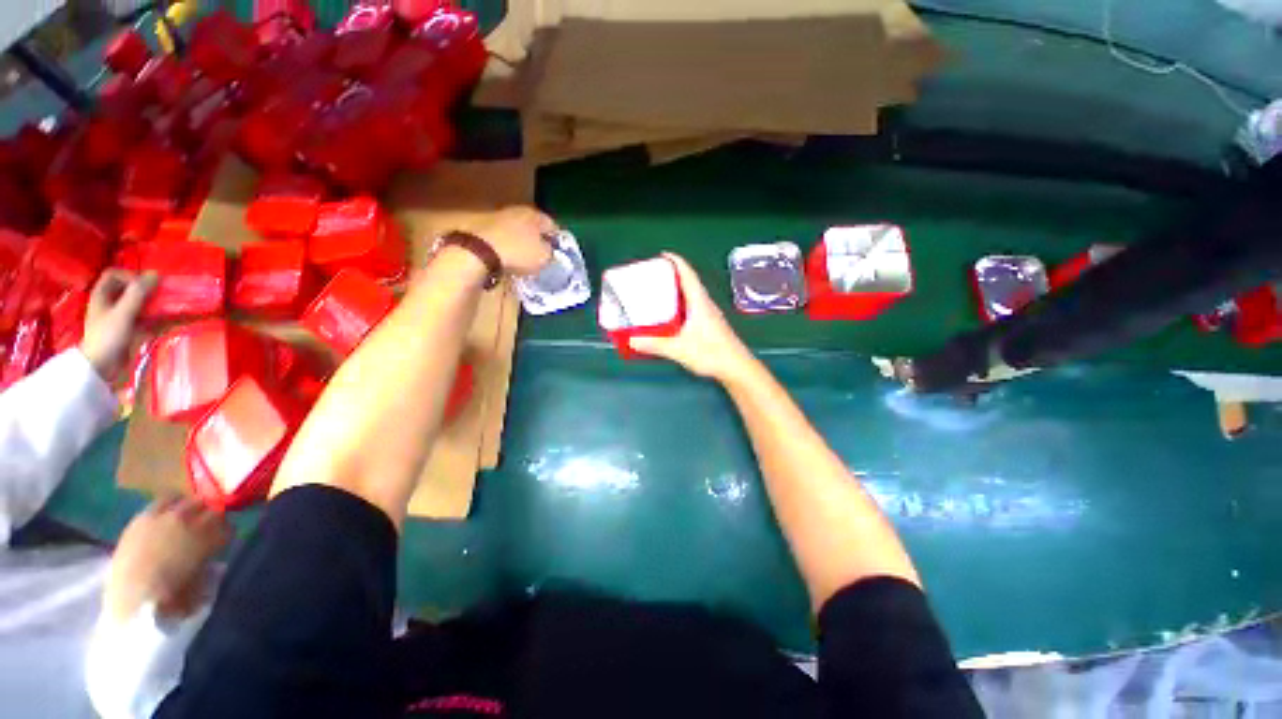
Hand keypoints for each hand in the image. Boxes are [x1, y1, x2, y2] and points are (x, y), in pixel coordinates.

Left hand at [81, 270, 156, 380]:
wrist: (102, 367)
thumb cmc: (108, 337)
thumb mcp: (123, 313)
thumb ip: (138, 293)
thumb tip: (156, 274)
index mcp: (101, 295)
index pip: (114, 274)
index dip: (129, 276)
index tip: (144, 286)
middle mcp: (109, 303)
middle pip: (127, 288)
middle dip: (145, 290)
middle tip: (161, 294)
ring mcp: (119, 317)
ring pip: (138, 303)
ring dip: (153, 303)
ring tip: (168, 306)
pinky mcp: (128, 329)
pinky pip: (144, 318)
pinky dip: (156, 317)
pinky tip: (167, 320)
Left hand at [104, 497, 230, 622]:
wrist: (133, 599)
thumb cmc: (172, 597)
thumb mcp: (201, 583)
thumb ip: (209, 561)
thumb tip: (213, 554)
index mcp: (210, 536)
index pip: (228, 525)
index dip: (225, 532)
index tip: (222, 540)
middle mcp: (191, 520)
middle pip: (208, 506)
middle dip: (208, 515)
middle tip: (205, 526)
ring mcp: (164, 517)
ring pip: (184, 499)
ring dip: (188, 506)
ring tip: (185, 517)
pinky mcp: (143, 518)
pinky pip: (160, 502)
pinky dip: (167, 506)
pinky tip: (165, 516)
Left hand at [474, 206, 556, 275]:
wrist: (477, 251)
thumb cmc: (518, 252)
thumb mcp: (544, 257)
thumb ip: (551, 253)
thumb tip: (549, 252)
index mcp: (535, 215)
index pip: (552, 225)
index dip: (558, 240)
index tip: (559, 253)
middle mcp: (517, 211)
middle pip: (532, 226)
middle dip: (537, 239)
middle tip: (542, 255)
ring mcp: (497, 217)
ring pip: (516, 231)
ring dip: (521, 242)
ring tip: (524, 259)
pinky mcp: (481, 228)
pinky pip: (502, 238)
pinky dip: (506, 246)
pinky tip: (507, 258)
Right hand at [629, 253, 757, 383]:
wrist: (736, 367)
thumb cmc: (711, 354)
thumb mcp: (679, 349)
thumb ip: (655, 344)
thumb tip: (631, 340)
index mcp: (699, 302)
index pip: (688, 274)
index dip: (676, 261)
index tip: (662, 255)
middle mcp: (705, 304)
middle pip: (688, 282)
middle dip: (671, 276)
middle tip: (652, 277)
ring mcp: (709, 314)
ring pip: (691, 295)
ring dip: (676, 291)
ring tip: (657, 294)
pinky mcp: (710, 324)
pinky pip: (692, 307)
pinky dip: (680, 305)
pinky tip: (670, 316)